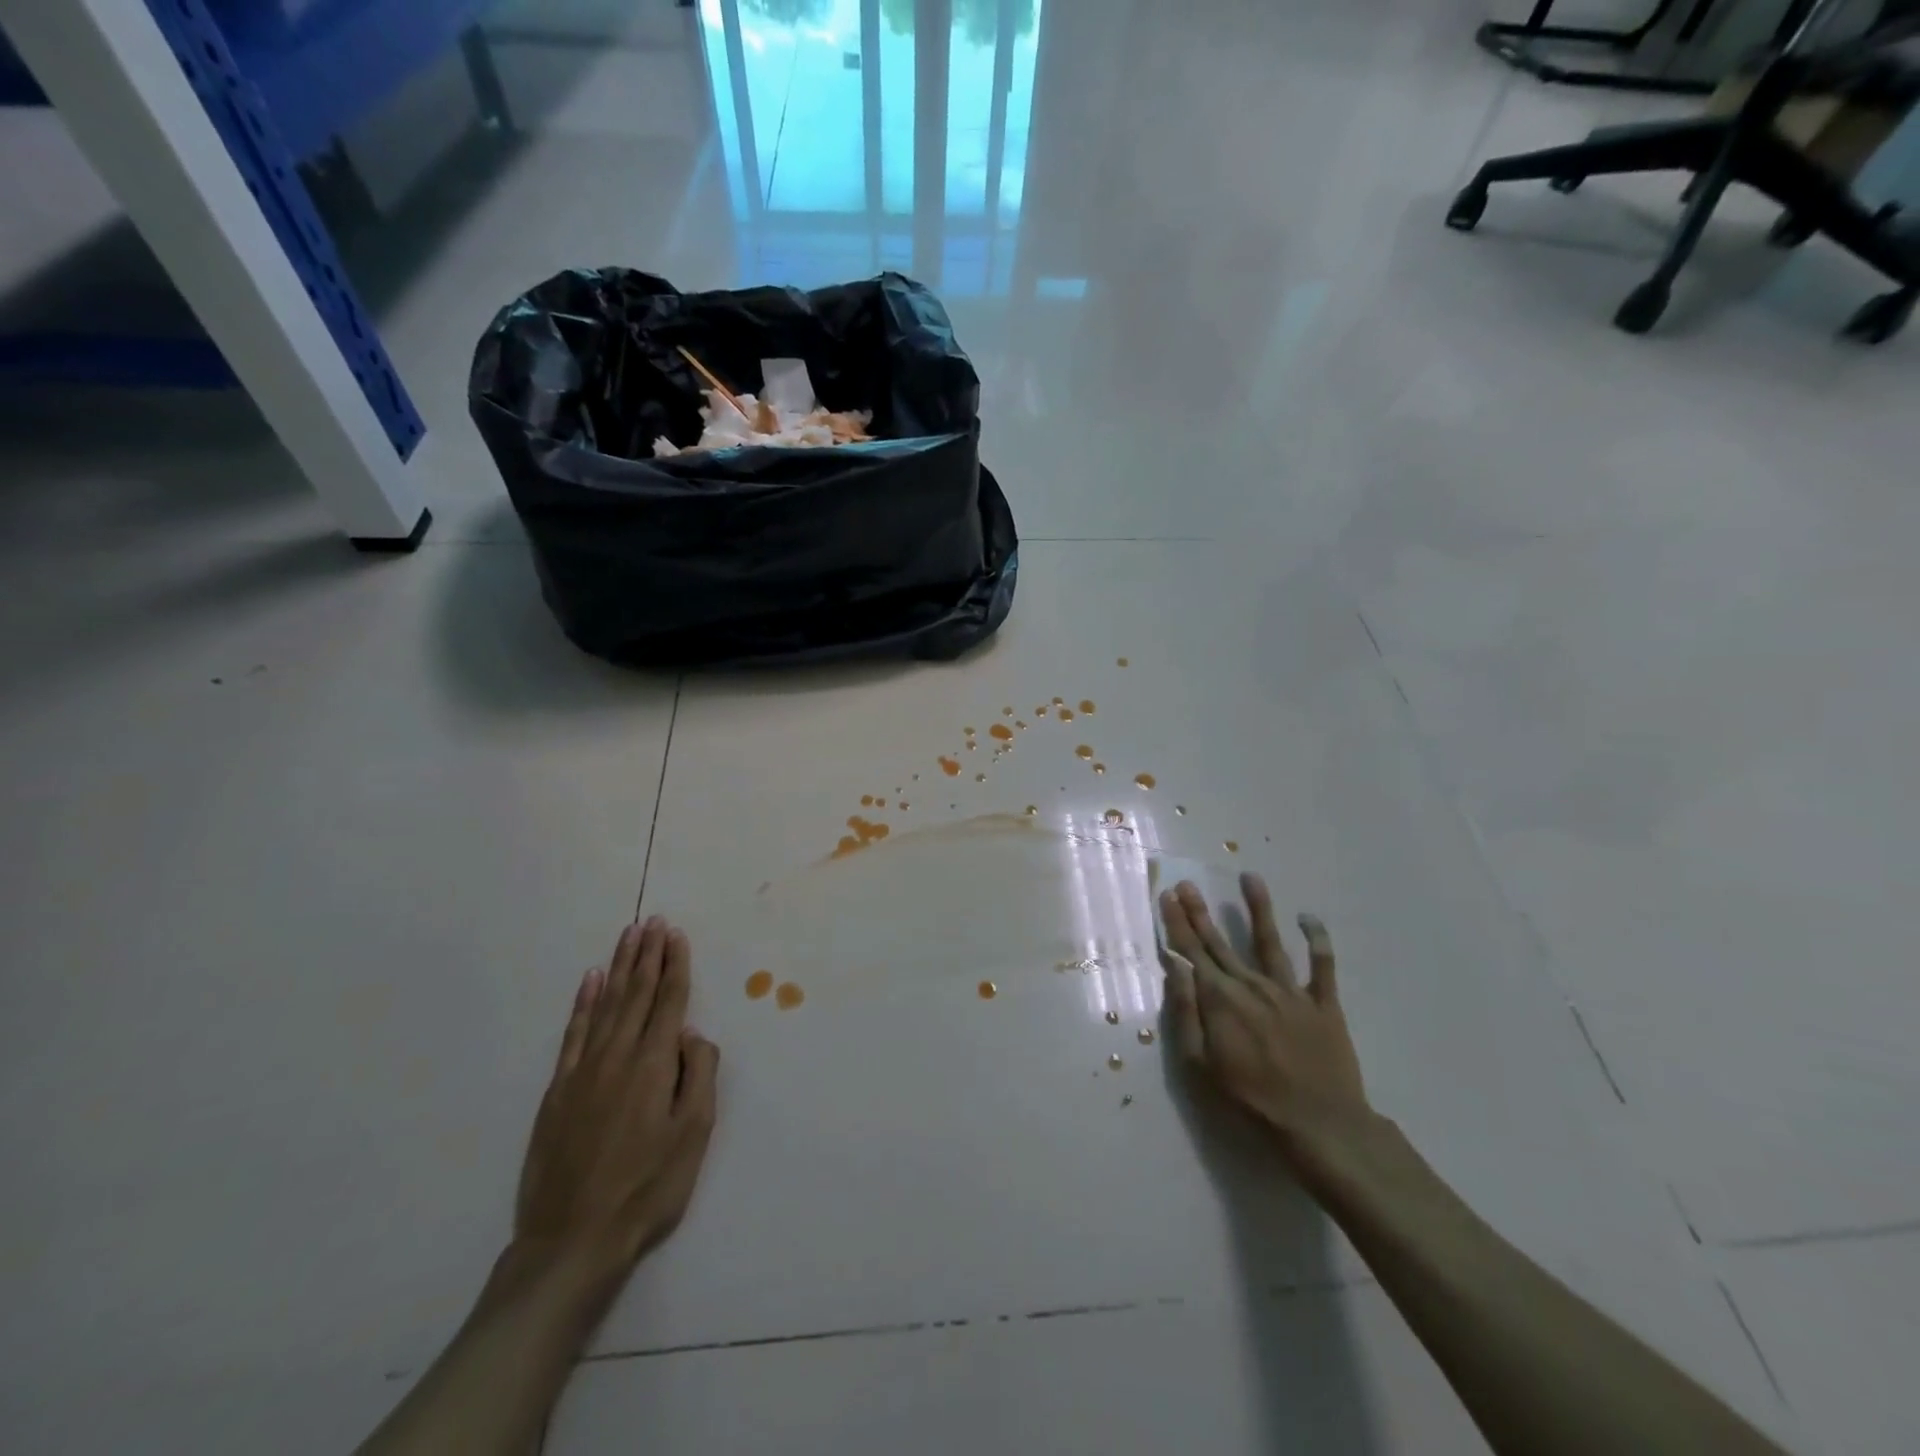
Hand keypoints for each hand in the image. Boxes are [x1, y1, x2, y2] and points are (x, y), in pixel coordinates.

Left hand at [514, 916, 719, 1279]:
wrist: (572, 1241)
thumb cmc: (646, 1188)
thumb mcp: (693, 1135)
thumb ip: (699, 1075)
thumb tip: (691, 1033)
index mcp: (653, 1065)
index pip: (669, 1001)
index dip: (674, 965)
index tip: (675, 934)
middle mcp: (618, 1056)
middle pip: (637, 993)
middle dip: (648, 955)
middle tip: (653, 921)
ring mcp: (583, 1071)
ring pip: (606, 1005)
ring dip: (619, 968)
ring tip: (629, 936)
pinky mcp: (558, 1090)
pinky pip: (574, 1033)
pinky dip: (583, 1003)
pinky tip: (591, 982)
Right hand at [1160, 875, 1371, 1169]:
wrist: (1321, 1125)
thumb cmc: (1251, 1101)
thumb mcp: (1201, 1065)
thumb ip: (1187, 1013)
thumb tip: (1175, 968)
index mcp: (1221, 1000)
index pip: (1192, 952)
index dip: (1178, 923)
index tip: (1168, 896)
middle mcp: (1252, 985)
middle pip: (1221, 942)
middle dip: (1201, 911)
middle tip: (1188, 884)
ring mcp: (1290, 991)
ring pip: (1270, 941)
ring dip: (1259, 908)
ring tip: (1250, 877)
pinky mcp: (1324, 1004)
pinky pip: (1322, 966)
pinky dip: (1318, 940)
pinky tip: (1309, 917)